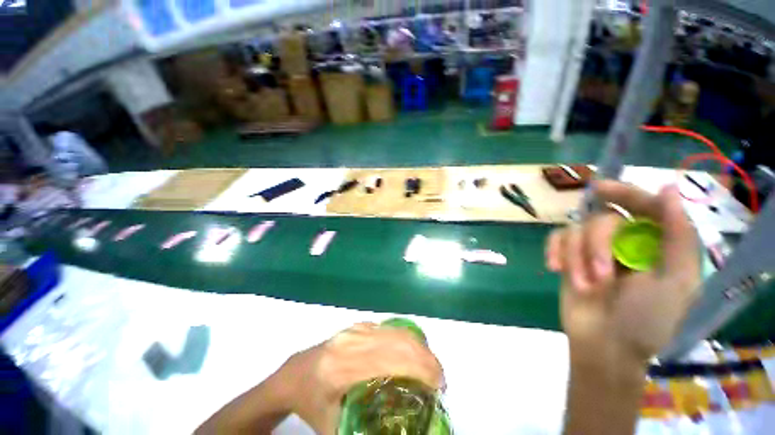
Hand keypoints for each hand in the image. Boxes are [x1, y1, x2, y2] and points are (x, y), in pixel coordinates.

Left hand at [277, 322, 443, 434]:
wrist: (296, 372)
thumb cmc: (313, 403)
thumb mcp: (333, 429)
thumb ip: (364, 434)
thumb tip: (400, 434)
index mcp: (345, 368)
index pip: (392, 361)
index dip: (421, 369)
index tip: (439, 386)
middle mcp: (353, 341)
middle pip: (399, 342)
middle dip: (427, 358)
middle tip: (440, 379)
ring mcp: (357, 329)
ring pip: (397, 332)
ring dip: (420, 347)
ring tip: (431, 366)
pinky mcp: (360, 325)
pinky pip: (390, 328)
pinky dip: (408, 339)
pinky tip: (414, 352)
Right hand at [546, 181, 700, 366]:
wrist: (603, 345)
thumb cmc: (646, 319)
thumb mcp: (676, 282)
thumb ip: (678, 236)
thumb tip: (669, 188)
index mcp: (654, 245)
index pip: (642, 206)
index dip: (625, 192)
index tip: (600, 188)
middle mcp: (623, 242)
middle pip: (602, 218)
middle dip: (597, 243)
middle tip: (601, 273)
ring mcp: (591, 250)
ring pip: (575, 230)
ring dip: (578, 257)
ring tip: (586, 286)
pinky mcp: (567, 257)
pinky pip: (555, 239)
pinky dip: (554, 250)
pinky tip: (555, 267)